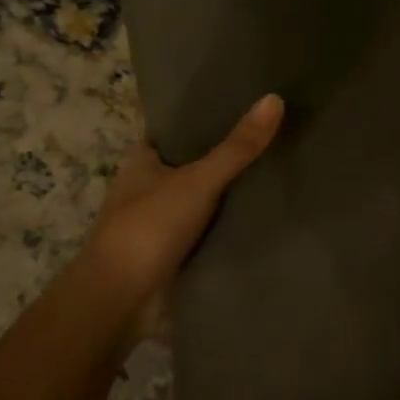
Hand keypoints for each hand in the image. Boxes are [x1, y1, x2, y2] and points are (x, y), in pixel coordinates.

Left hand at [67, 94, 284, 343]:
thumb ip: (237, 147)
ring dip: (231, 190)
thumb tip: (275, 98)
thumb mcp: (198, 180)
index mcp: (142, 161)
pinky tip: (265, 213)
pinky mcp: (175, 252)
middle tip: (273, 133)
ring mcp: (161, 222)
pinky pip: (210, 228)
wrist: (119, 302)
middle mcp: (148, 187)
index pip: (175, 128)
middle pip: (193, 161)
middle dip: (225, 153)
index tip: (243, 102)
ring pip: (203, 196)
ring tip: (280, 167)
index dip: (204, 116)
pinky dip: (231, 222)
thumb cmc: (148, 228)